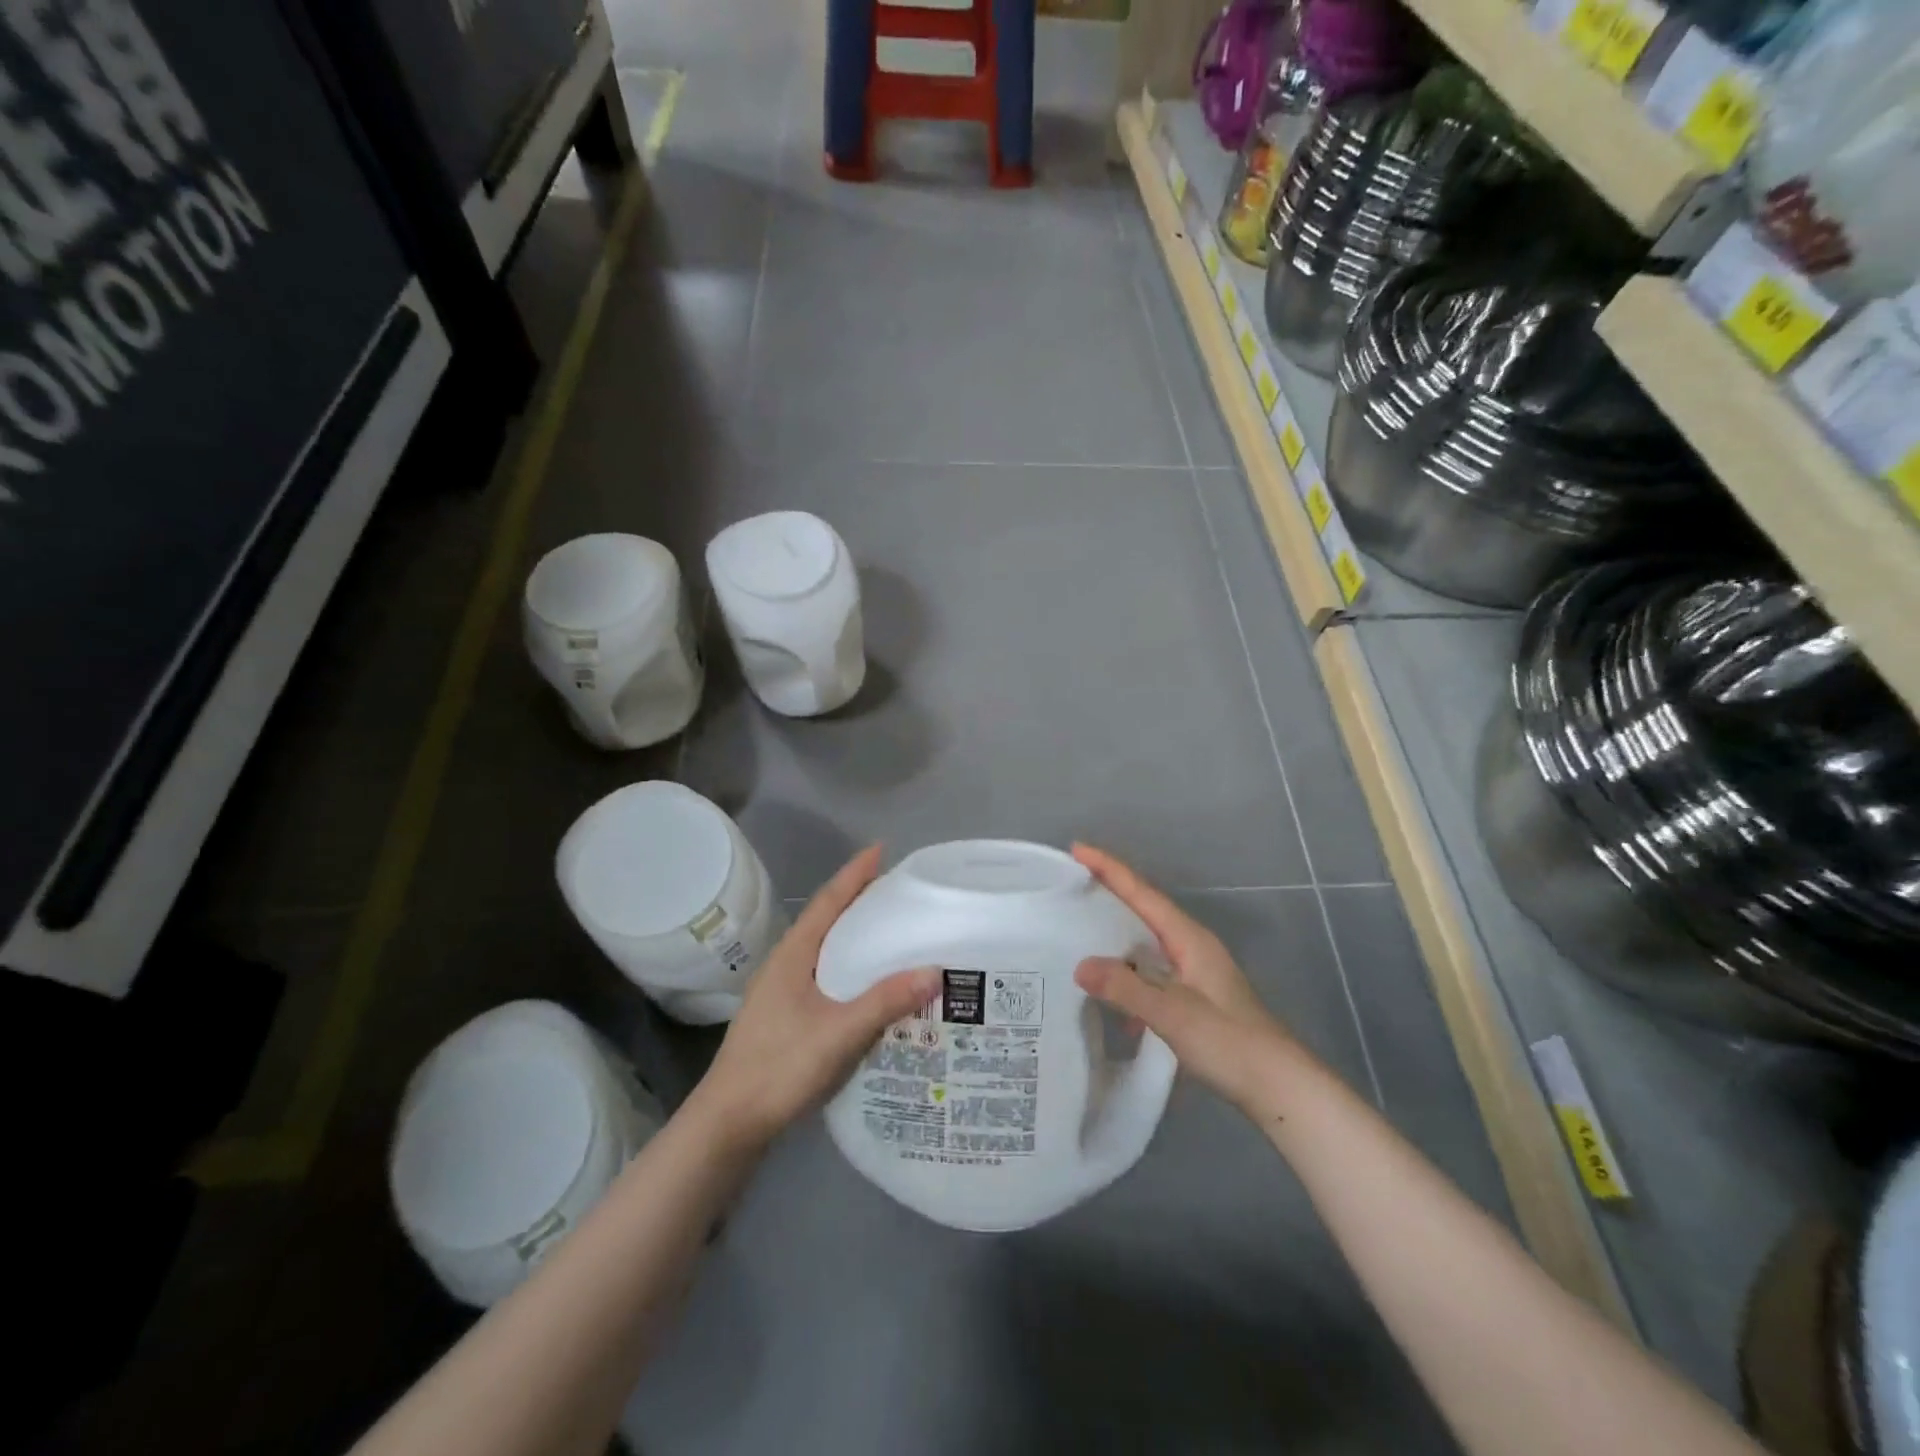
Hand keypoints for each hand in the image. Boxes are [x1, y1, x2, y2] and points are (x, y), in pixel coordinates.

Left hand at [689, 846, 937, 1149]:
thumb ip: (884, 1001)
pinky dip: (850, 967)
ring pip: (825, 950)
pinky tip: (870, 984)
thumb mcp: (838, 1033)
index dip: (854, 874)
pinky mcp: (785, 1016)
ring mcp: (782, 992)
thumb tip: (935, 970)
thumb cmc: (779, 1067)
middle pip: (826, 920)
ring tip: (890, 930)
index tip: (880, 849)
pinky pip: (825, 976)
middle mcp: (786, 964)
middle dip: (858, 899)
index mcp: (793, 955)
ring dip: (854, 934)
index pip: (828, 902)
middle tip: (897, 889)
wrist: (729, 1122)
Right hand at [1071, 844, 1297, 1117]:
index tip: (1078, 848)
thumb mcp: (1172, 1013)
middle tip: (1071, 882)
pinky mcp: (1195, 997)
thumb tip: (1080, 965)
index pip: (1142, 893)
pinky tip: (1110, 994)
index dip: (1109, 868)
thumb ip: (1125, 988)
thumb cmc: (1230, 1042)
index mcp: (1189, 938)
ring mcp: (1196, 972)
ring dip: (1116, 932)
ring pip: (1147, 940)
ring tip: (1080, 928)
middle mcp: (1192, 946)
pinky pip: (1152, 970)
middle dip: (1110, 892)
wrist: (1281, 1087)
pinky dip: (1128, 972)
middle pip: (1144, 908)